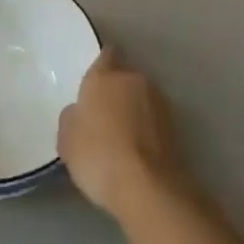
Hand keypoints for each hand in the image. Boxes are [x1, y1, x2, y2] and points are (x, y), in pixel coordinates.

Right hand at [57, 48, 187, 222]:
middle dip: (117, 91)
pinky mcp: (176, 126)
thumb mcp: (67, 140)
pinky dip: (148, 130)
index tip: (95, 84)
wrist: (148, 187)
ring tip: (123, 138)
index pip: (106, 55)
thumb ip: (71, 118)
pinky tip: (138, 152)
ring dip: (135, 110)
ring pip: (142, 98)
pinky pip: (154, 121)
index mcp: (104, 76)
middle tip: (104, 115)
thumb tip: (79, 113)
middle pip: (125, 78)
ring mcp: (159, 102)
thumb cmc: (98, 155)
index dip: (101, 67)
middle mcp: (134, 80)